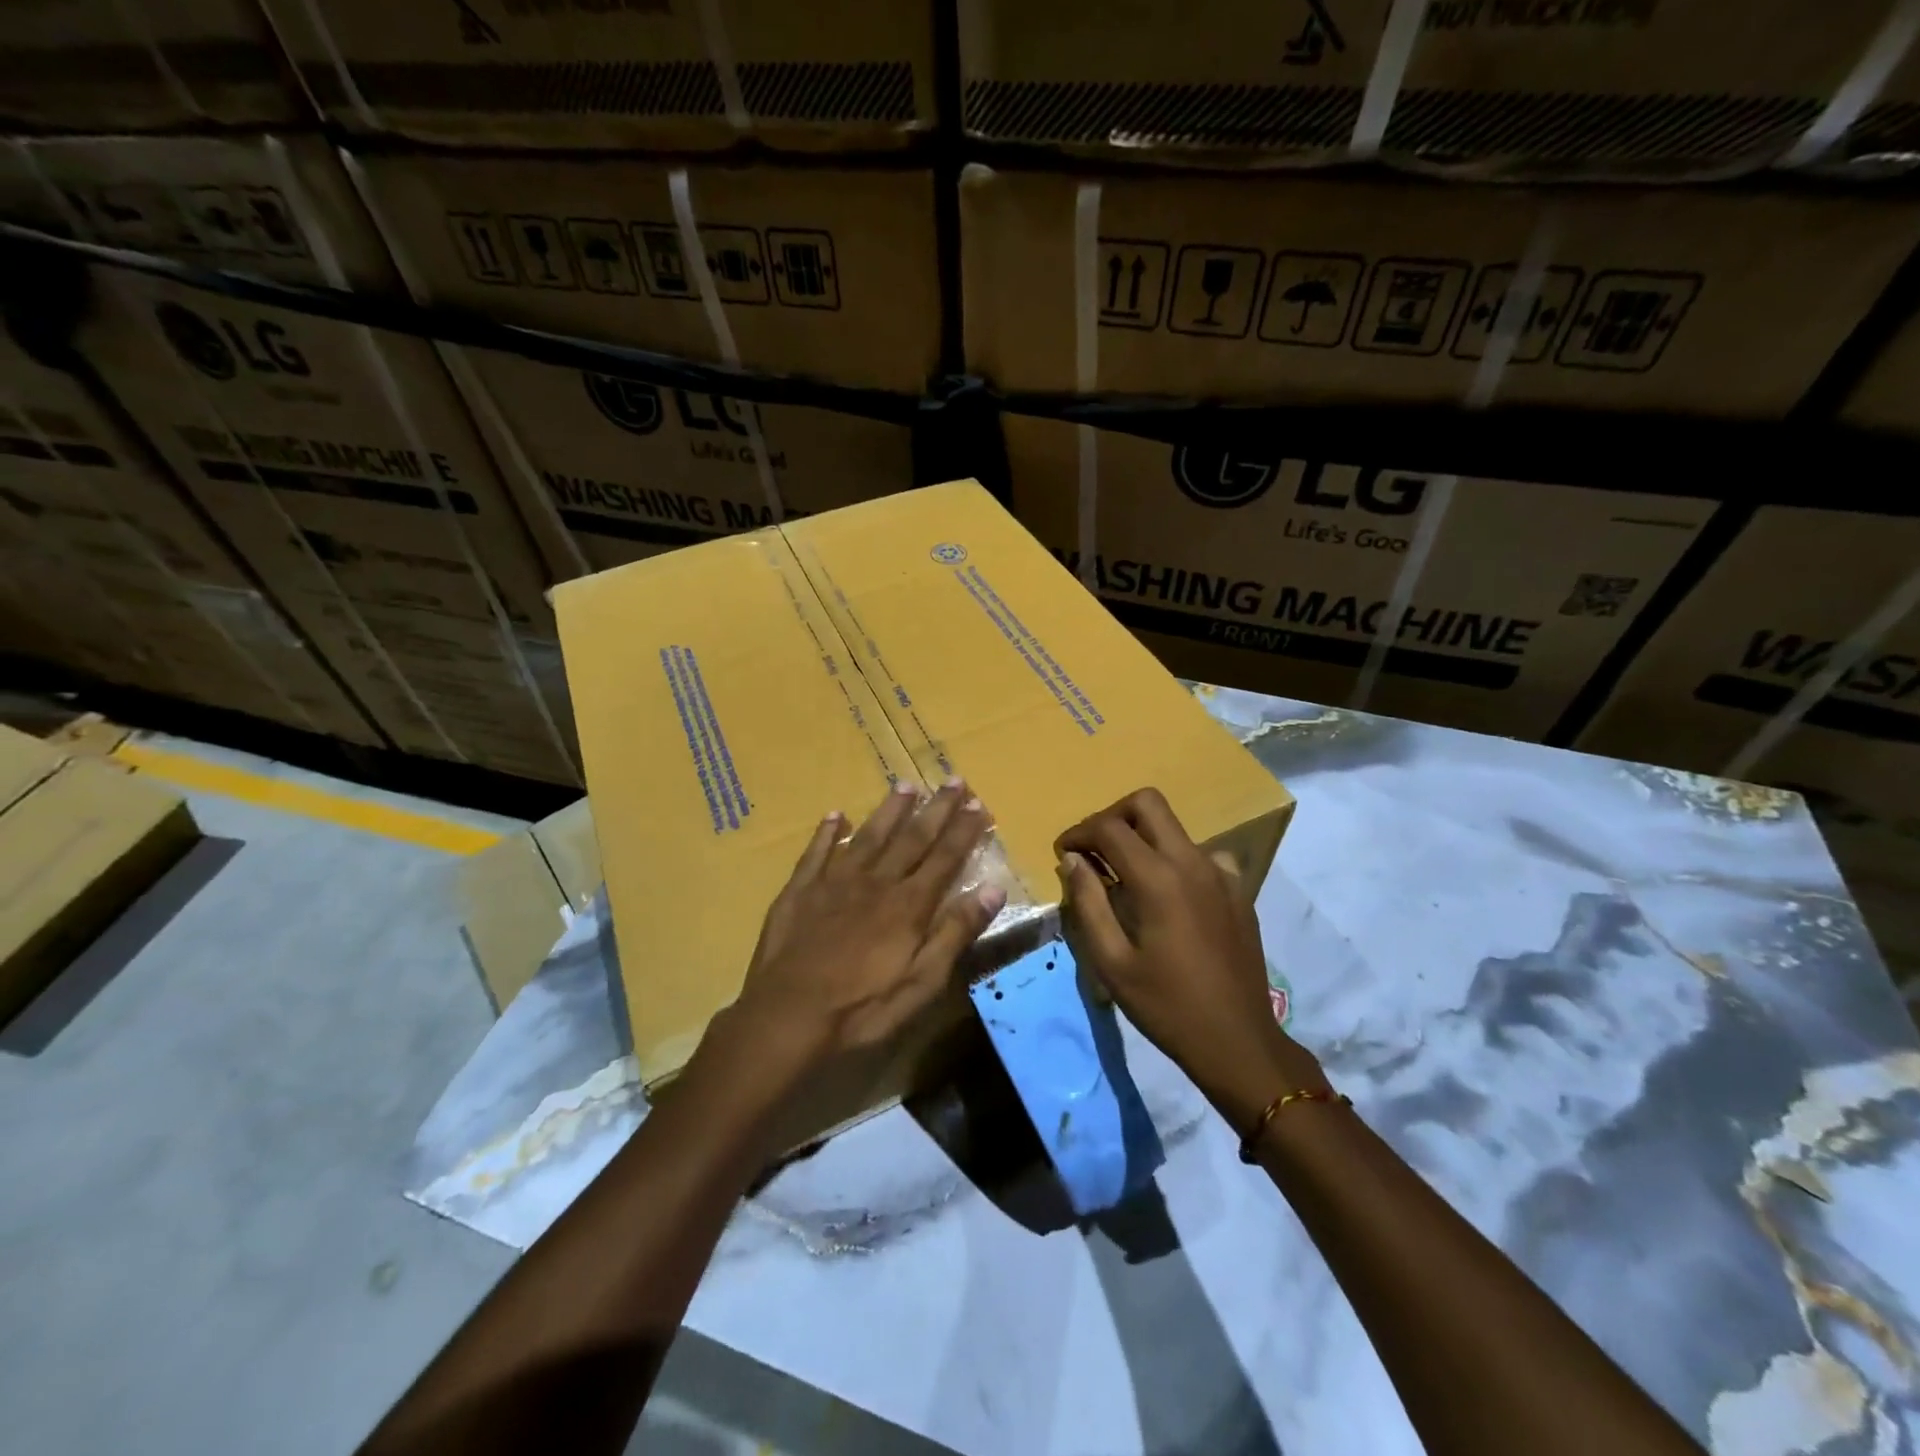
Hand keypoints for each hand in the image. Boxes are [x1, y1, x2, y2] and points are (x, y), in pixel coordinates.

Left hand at [725, 779, 1004, 1085]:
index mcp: (908, 904)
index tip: (979, 804)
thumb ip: (956, 932)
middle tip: (954, 780)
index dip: (963, 830)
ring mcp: (834, 882)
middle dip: (937, 809)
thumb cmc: (862, 1008)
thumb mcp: (922, 982)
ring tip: (906, 785)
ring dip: (890, 810)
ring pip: (869, 836)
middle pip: (912, 838)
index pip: (944, 857)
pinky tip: (837, 816)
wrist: (787, 1016)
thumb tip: (993, 889)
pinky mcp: (800, 890)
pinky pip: (817, 852)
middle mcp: (875, 882)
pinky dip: (828, 832)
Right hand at [1056, 787, 1324, 1130]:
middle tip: (1094, 850)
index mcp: (1158, 879)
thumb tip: (1072, 860)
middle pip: (1147, 803)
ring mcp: (1221, 873)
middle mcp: (1192, 862)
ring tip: (1126, 877)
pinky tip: (1170, 894)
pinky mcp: (1238, 890)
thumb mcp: (1111, 962)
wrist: (1237, 1040)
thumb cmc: (1166, 1005)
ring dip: (1143, 838)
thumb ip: (1088, 903)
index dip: (1078, 833)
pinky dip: (1177, 861)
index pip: (1109, 828)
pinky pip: (1202, 855)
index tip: (1063, 853)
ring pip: (1175, 827)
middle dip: (1112, 817)